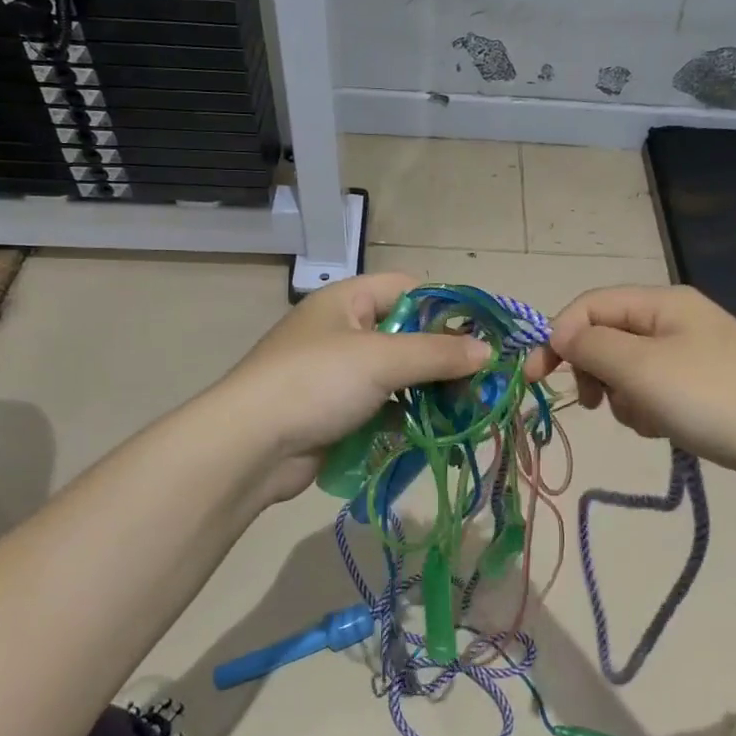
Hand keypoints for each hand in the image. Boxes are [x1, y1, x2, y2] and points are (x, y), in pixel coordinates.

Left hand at [211, 273, 489, 503]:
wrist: (249, 447)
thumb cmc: (316, 383)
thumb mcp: (381, 359)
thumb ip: (438, 354)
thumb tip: (487, 352)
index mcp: (348, 301)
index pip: (410, 288)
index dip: (447, 307)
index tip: (481, 335)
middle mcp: (344, 330)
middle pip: (408, 334)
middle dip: (444, 358)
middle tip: (482, 381)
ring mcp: (339, 374)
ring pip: (399, 375)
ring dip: (430, 391)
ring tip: (468, 410)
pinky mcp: (338, 412)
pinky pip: (385, 407)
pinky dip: (409, 417)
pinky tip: (436, 432)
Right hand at [532, 285, 735, 478]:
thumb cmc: (711, 399)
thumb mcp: (641, 368)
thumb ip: (591, 346)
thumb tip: (562, 335)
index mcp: (662, 302)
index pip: (589, 306)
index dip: (557, 336)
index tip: (535, 378)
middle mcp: (676, 319)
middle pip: (607, 336)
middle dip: (594, 371)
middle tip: (594, 404)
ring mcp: (693, 354)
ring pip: (628, 368)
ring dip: (623, 396)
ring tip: (647, 420)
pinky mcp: (704, 387)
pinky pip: (654, 390)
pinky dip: (648, 409)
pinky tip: (666, 429)